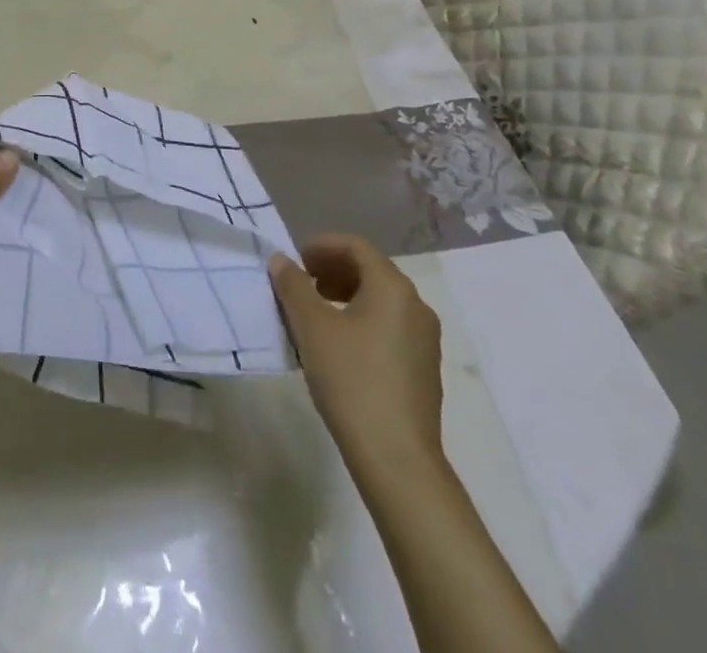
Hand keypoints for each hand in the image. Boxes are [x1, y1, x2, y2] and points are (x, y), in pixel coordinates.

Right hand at [271, 234, 444, 472]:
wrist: (397, 460)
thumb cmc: (352, 380)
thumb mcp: (312, 327)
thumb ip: (294, 286)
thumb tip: (282, 260)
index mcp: (393, 287)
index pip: (355, 246)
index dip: (322, 246)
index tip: (296, 261)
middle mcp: (416, 305)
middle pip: (370, 270)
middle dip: (332, 270)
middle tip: (301, 284)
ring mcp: (424, 339)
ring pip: (380, 300)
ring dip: (345, 296)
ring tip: (314, 315)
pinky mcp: (423, 368)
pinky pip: (389, 326)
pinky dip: (361, 320)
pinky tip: (337, 347)